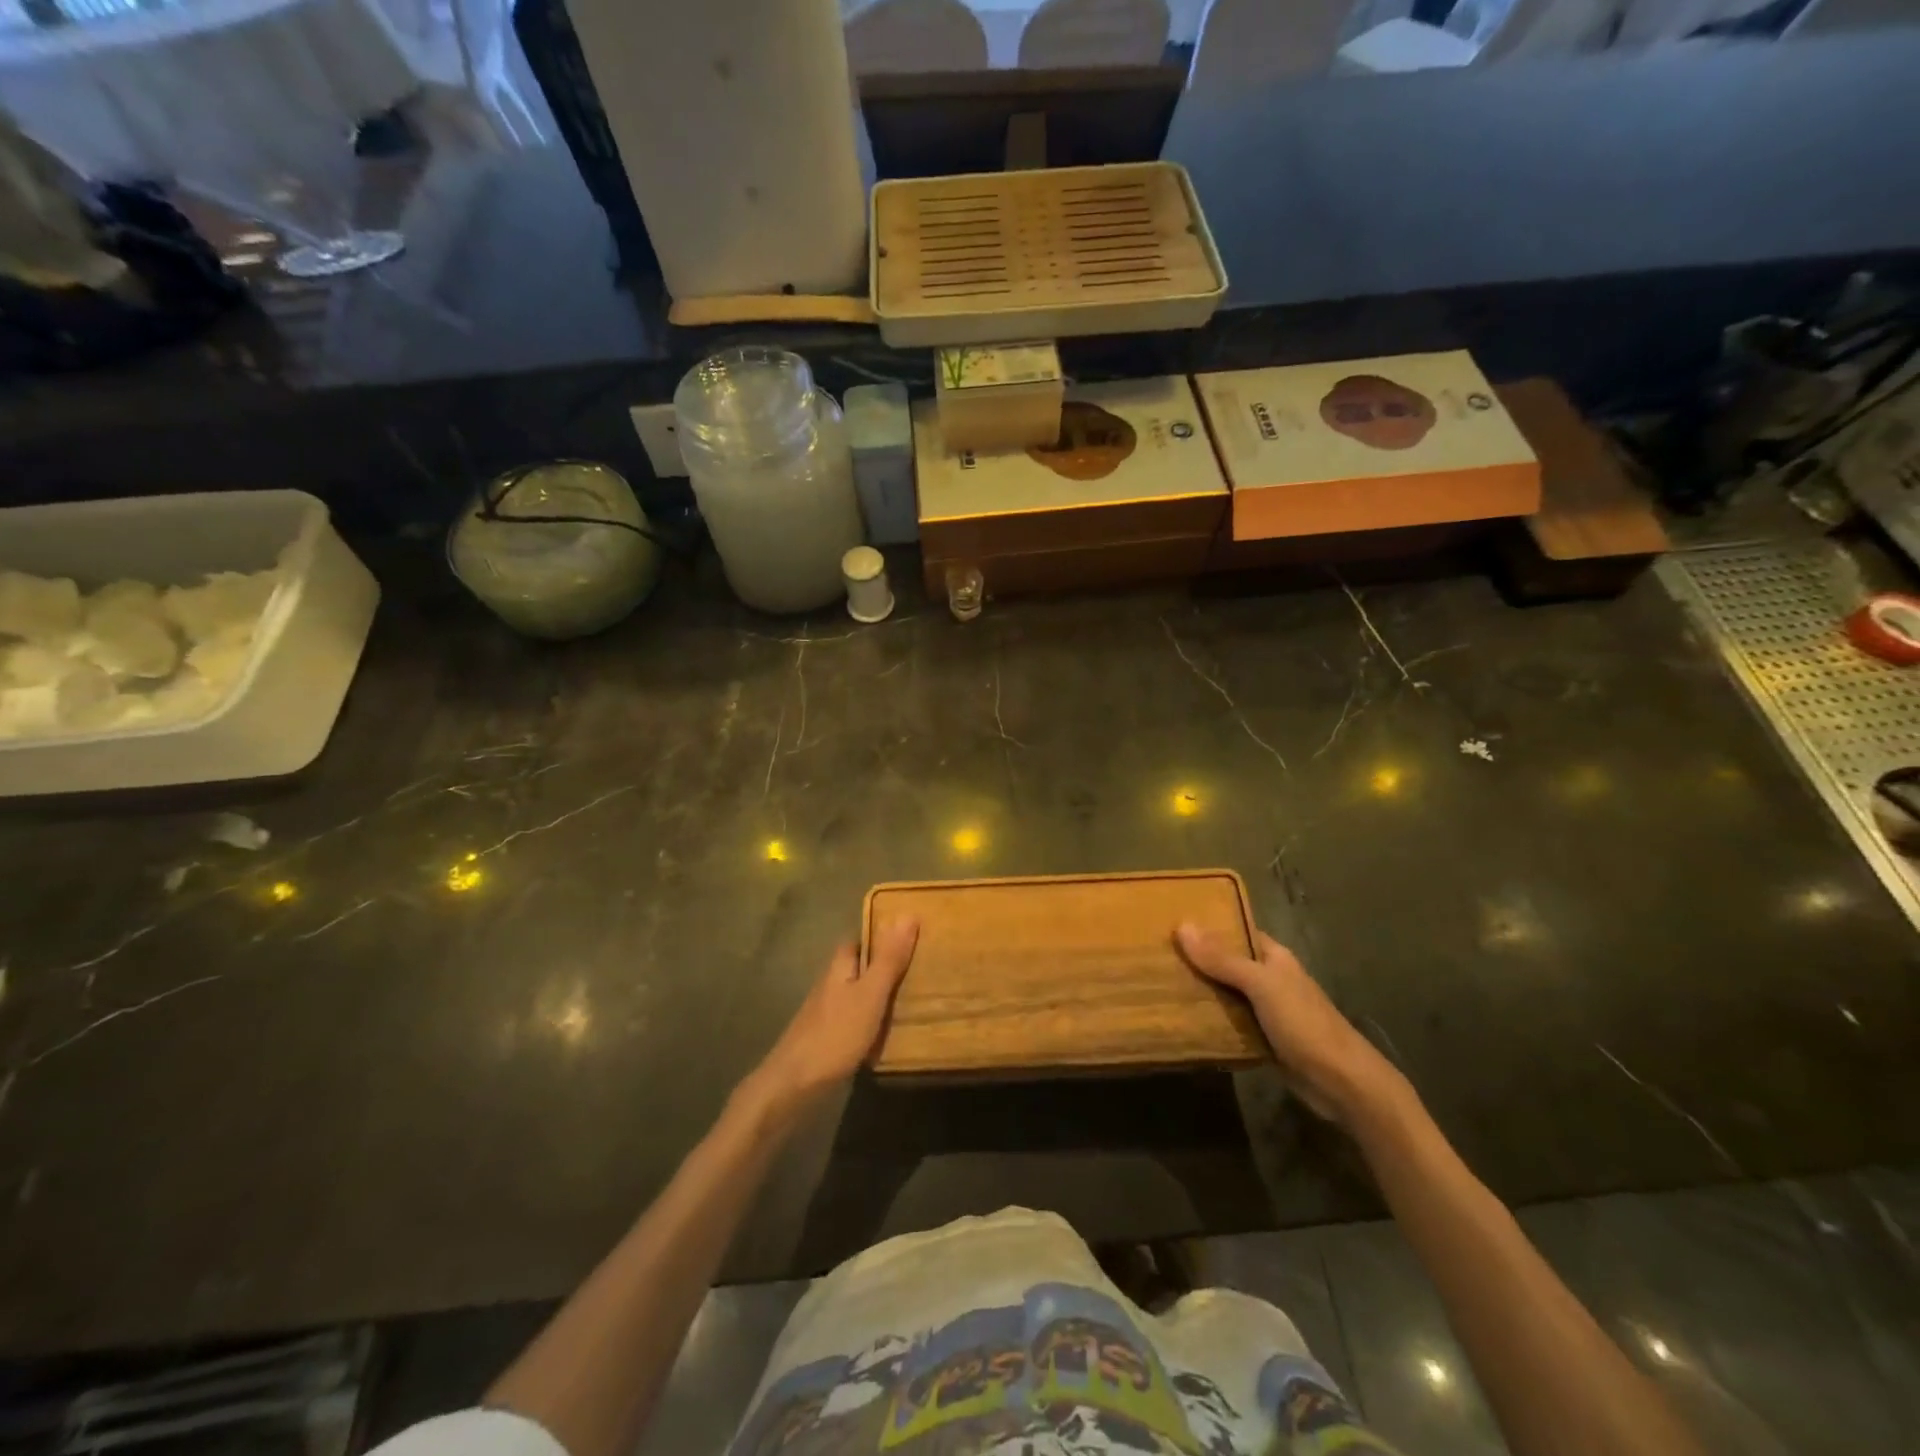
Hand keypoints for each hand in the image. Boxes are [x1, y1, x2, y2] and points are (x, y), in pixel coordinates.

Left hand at [747, 917, 919, 1113]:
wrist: (793, 1086)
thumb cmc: (835, 1034)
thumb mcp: (870, 994)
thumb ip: (889, 959)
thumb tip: (908, 914)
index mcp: (839, 968)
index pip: (859, 940)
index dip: (881, 935)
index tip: (911, 935)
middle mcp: (830, 985)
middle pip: (858, 967)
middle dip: (883, 966)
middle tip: (919, 968)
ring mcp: (826, 1014)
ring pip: (857, 994)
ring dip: (879, 994)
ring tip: (913, 998)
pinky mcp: (827, 1040)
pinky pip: (855, 1020)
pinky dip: (872, 1021)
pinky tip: (889, 1033)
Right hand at [1175, 922, 1401, 1126]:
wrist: (1342, 1083)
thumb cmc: (1304, 1023)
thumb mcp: (1261, 985)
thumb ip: (1223, 958)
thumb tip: (1182, 925)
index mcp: (1274, 957)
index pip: (1237, 931)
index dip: (1208, 926)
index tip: (1171, 923)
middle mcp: (1270, 979)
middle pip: (1228, 963)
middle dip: (1197, 960)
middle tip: (1155, 955)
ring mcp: (1267, 1011)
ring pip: (1226, 994)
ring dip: (1201, 992)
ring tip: (1159, 984)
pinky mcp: (1263, 1039)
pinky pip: (1230, 1023)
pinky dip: (1211, 1021)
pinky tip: (1183, 1020)